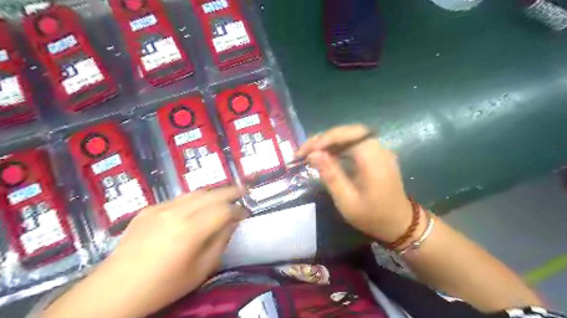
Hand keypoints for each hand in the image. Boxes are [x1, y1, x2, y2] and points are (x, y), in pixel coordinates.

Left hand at [47, 188, 248, 317]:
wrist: (115, 290)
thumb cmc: (164, 286)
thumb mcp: (201, 270)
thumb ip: (220, 242)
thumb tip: (231, 223)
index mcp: (191, 230)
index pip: (224, 210)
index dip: (238, 210)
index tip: (246, 212)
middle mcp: (177, 212)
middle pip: (212, 195)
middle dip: (231, 192)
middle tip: (243, 191)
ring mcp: (161, 208)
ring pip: (195, 193)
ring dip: (213, 193)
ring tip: (224, 195)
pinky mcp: (149, 209)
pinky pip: (178, 199)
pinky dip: (193, 199)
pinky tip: (196, 207)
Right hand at [297, 126, 412, 241]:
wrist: (400, 224)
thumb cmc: (373, 217)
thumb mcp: (347, 201)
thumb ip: (331, 175)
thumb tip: (313, 154)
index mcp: (374, 159)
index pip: (348, 135)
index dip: (325, 139)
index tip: (307, 152)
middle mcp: (378, 148)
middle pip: (348, 132)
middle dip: (323, 138)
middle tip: (303, 151)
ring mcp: (378, 150)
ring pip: (349, 136)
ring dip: (328, 141)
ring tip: (309, 152)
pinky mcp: (375, 155)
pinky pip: (353, 144)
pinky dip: (336, 147)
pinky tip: (325, 155)